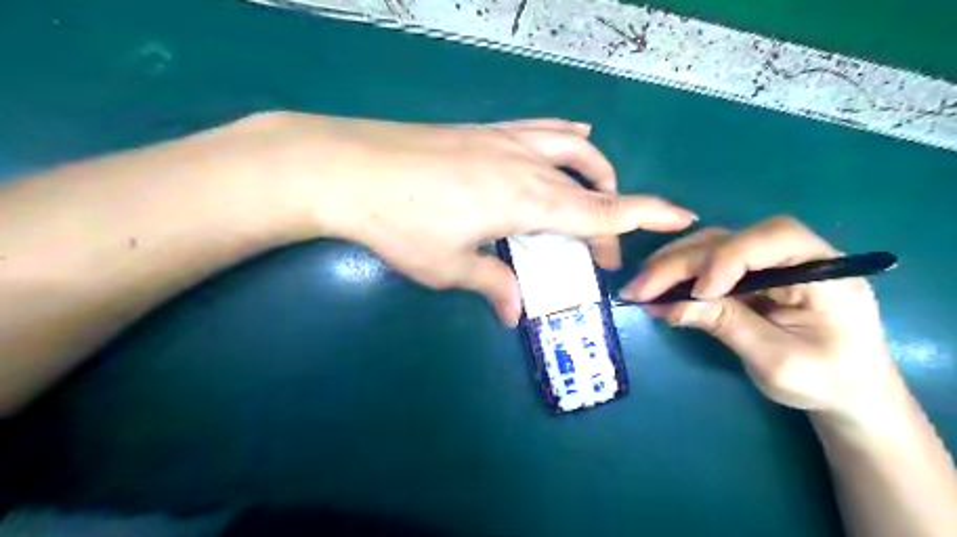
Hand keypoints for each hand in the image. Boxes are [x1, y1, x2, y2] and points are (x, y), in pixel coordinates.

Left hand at [259, 111, 695, 323]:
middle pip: (591, 187)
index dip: (647, 215)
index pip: (603, 211)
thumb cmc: (401, 224)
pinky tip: (570, 140)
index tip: (683, 216)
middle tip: (602, 251)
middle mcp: (527, 165)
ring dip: (596, 172)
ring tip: (598, 193)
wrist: (349, 168)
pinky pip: (541, 129)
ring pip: (573, 149)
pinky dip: (565, 139)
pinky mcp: (483, 130)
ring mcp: (505, 141)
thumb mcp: (449, 266)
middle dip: (610, 216)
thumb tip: (515, 312)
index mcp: (527, 202)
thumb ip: (492, 285)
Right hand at [625, 216, 902, 425]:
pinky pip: (705, 264)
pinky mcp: (748, 274)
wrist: (847, 394)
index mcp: (825, 270)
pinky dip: (677, 276)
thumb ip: (727, 325)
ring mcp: (768, 262)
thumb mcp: (777, 360)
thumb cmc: (826, 382)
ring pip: (710, 246)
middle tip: (638, 289)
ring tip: (640, 289)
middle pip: (729, 240)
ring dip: (670, 266)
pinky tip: (655, 291)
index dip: (729, 258)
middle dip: (680, 264)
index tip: (699, 293)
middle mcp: (794, 255)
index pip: (774, 238)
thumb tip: (669, 306)